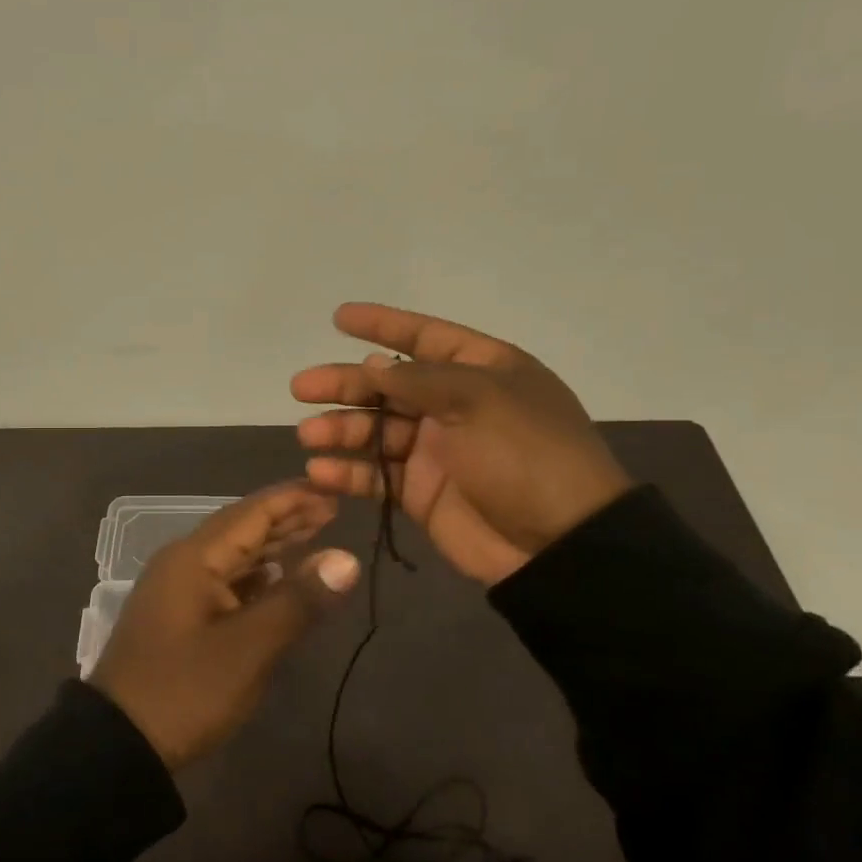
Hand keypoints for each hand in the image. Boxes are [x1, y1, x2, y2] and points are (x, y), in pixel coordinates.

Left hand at [91, 482, 360, 769]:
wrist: (118, 744)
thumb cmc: (185, 690)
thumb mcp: (248, 648)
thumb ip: (298, 600)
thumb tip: (345, 558)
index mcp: (194, 558)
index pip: (251, 512)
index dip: (293, 499)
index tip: (332, 491)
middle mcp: (183, 563)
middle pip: (241, 530)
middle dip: (285, 519)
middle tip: (331, 511)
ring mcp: (177, 591)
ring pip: (232, 557)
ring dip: (271, 547)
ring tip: (313, 537)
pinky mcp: (178, 618)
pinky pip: (223, 582)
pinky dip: (255, 576)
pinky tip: (276, 579)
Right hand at [291, 303, 633, 586]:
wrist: (558, 544)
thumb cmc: (526, 454)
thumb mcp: (479, 400)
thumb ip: (419, 380)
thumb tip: (372, 366)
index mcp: (481, 371)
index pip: (424, 337)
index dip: (382, 325)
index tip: (338, 318)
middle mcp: (454, 405)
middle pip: (388, 386)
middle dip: (345, 384)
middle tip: (302, 387)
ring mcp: (436, 451)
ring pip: (375, 431)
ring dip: (340, 430)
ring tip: (309, 435)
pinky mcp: (421, 493)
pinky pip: (376, 476)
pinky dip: (347, 473)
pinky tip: (320, 471)